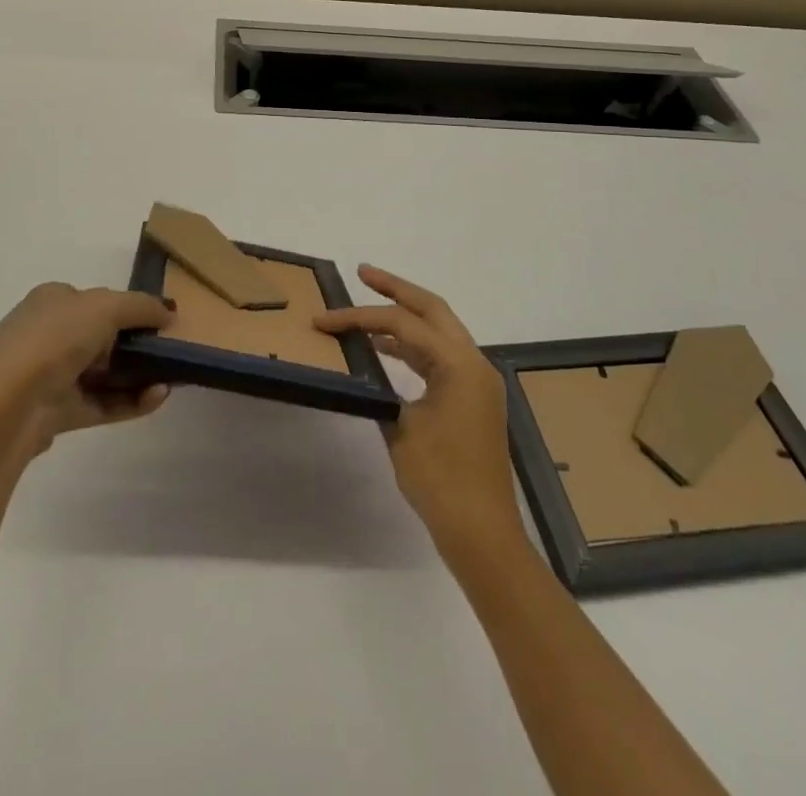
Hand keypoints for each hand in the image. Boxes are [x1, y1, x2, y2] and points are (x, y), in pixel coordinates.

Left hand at [0, 282, 175, 458]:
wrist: (5, 405)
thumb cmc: (53, 339)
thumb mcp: (104, 307)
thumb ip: (140, 306)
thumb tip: (169, 312)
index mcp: (53, 300)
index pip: (97, 300)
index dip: (130, 308)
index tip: (162, 321)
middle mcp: (49, 334)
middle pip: (102, 337)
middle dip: (137, 344)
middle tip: (171, 352)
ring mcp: (51, 376)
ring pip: (104, 373)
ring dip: (138, 375)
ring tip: (172, 379)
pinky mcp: (57, 413)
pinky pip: (101, 403)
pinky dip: (130, 401)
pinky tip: (157, 397)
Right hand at [315, 266, 520, 561]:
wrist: (481, 533)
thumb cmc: (441, 481)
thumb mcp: (400, 429)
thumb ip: (380, 389)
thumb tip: (363, 371)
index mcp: (460, 364)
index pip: (403, 324)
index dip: (360, 317)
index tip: (324, 320)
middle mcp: (474, 363)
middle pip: (432, 309)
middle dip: (396, 289)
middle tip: (363, 273)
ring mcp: (476, 381)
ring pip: (438, 332)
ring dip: (404, 317)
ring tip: (367, 309)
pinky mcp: (472, 399)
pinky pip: (440, 358)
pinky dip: (412, 347)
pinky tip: (384, 349)